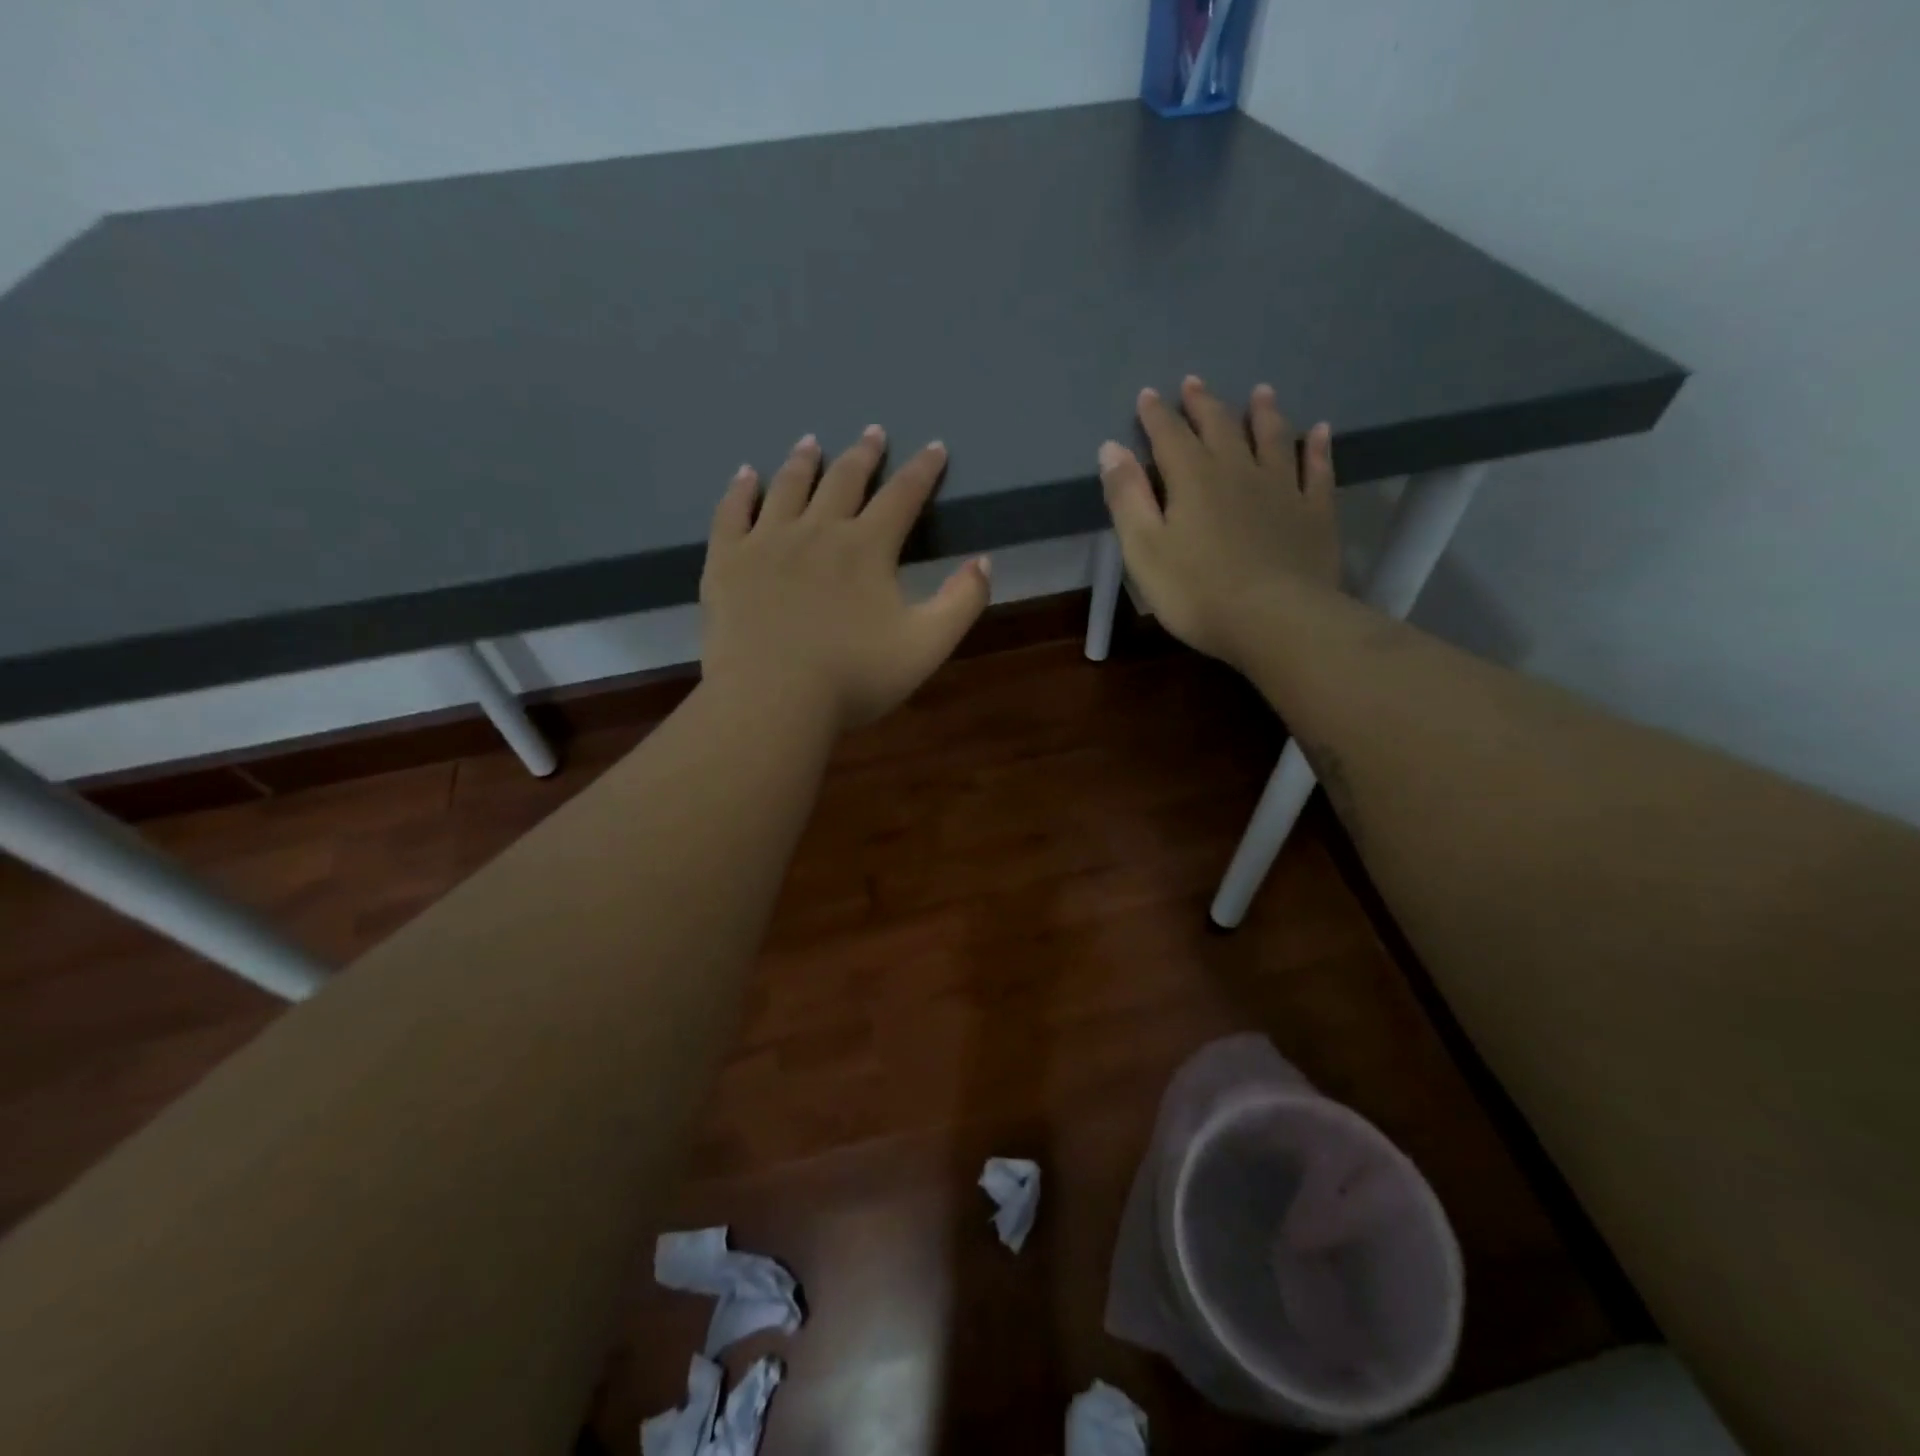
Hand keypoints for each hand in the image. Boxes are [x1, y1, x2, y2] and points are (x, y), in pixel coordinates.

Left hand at [700, 426, 990, 730]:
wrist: (771, 699)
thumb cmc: (854, 677)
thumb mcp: (927, 646)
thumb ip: (962, 602)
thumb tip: (984, 562)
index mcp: (867, 548)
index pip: (903, 496)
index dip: (923, 470)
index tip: (934, 447)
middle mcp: (818, 531)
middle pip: (845, 480)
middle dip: (864, 454)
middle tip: (872, 432)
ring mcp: (767, 542)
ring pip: (789, 487)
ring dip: (804, 461)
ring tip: (811, 442)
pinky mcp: (727, 561)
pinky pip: (732, 512)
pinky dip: (741, 489)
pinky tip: (745, 475)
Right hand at [1098, 377, 1339, 671]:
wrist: (1275, 620)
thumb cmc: (1197, 591)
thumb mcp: (1144, 549)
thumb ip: (1127, 498)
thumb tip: (1111, 448)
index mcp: (1192, 479)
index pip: (1169, 436)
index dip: (1156, 415)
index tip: (1148, 394)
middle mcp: (1238, 470)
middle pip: (1220, 427)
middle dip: (1203, 404)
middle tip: (1194, 383)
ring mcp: (1282, 488)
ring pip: (1272, 438)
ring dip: (1263, 414)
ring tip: (1260, 392)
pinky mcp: (1314, 512)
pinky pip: (1317, 470)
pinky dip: (1316, 448)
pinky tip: (1320, 431)